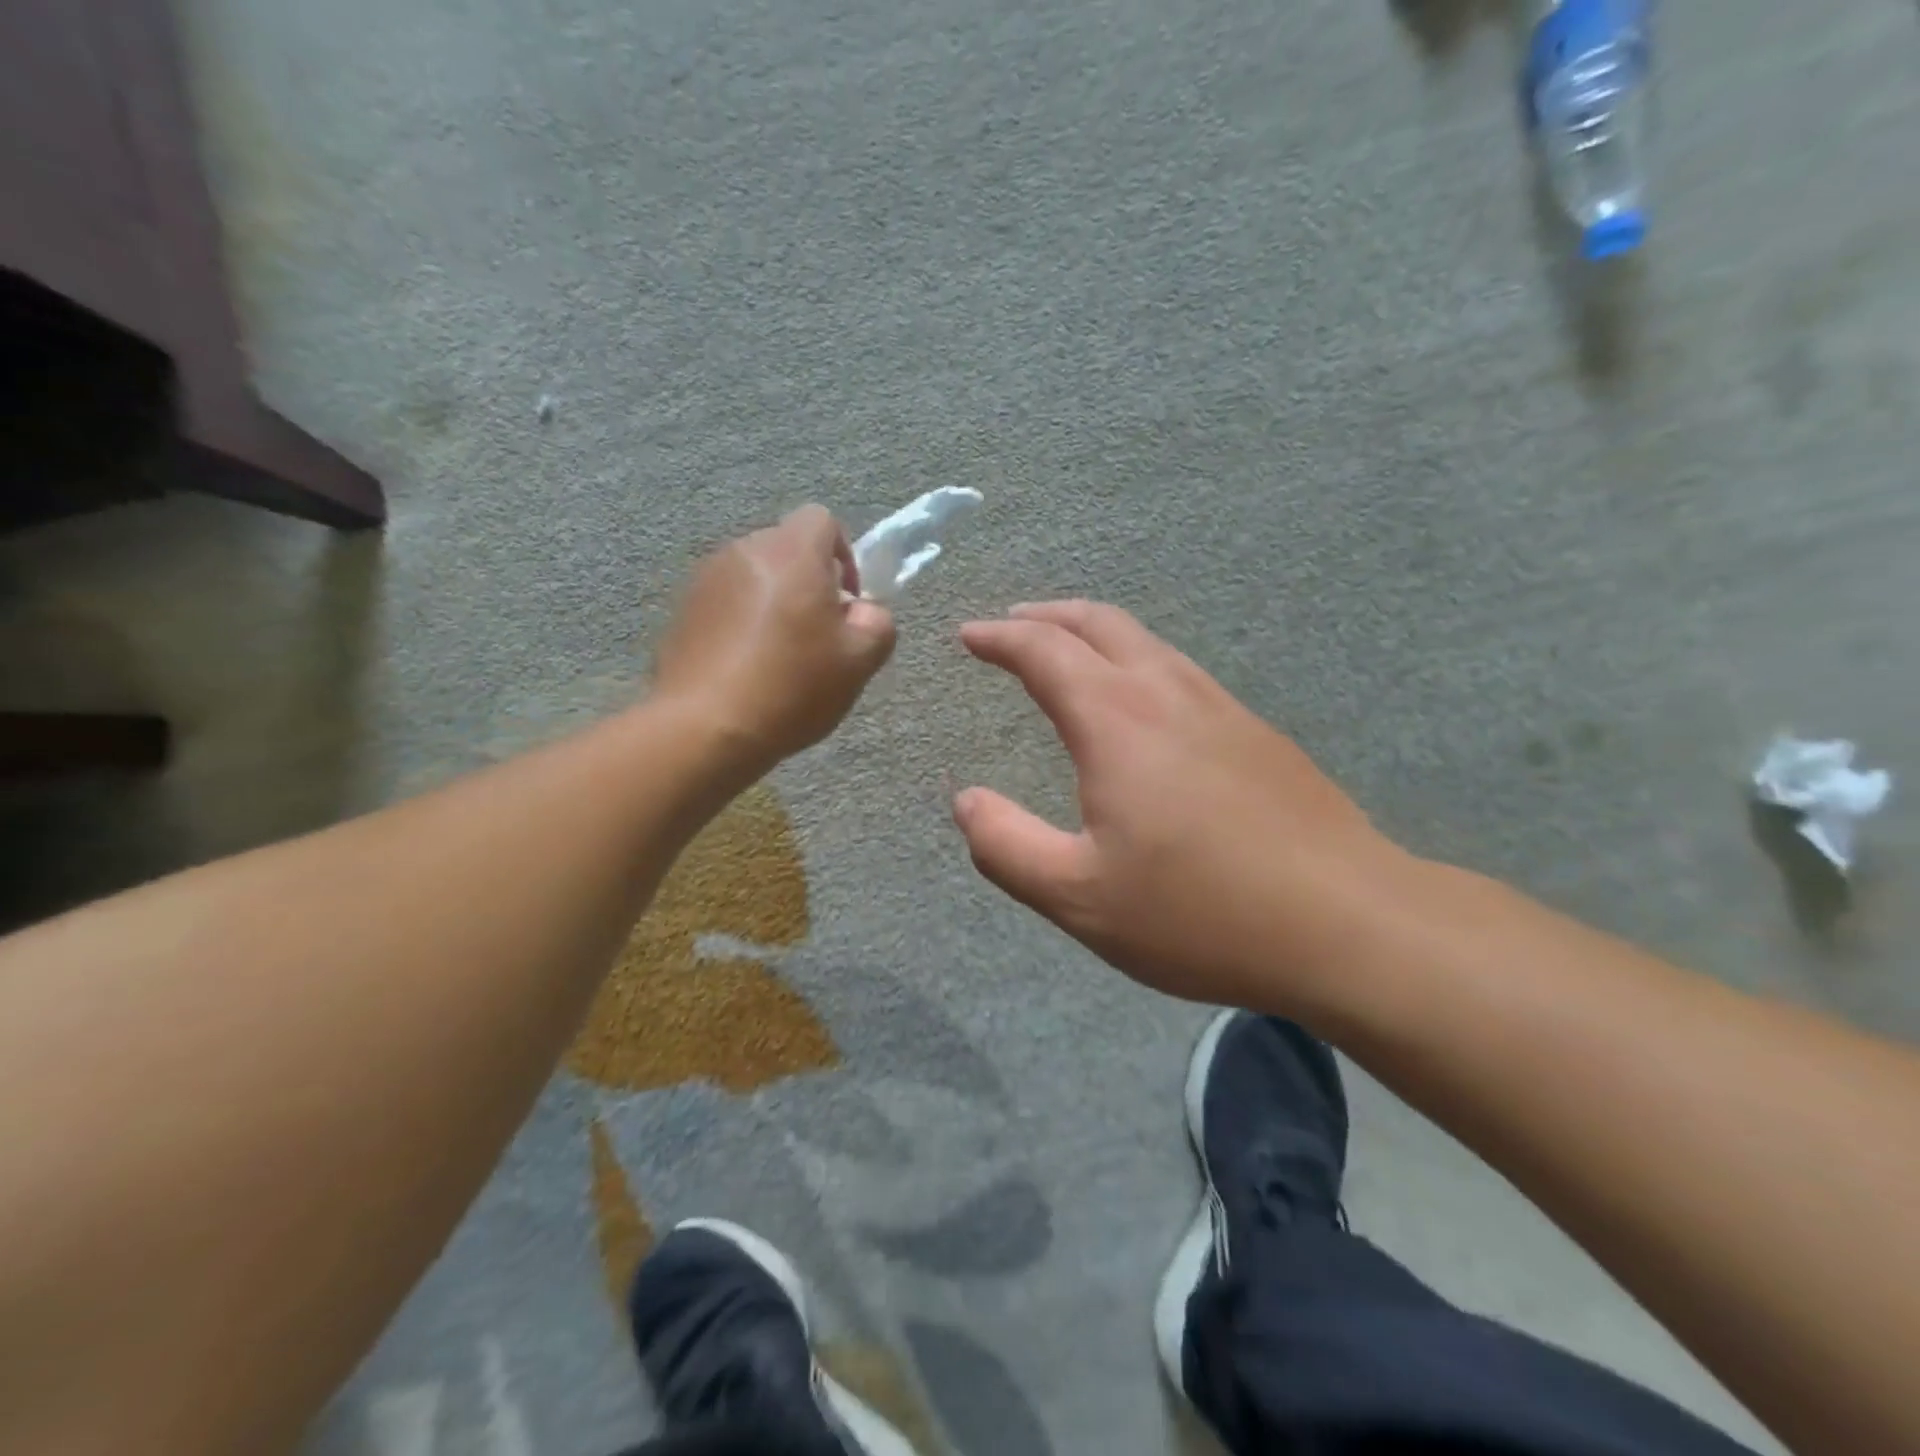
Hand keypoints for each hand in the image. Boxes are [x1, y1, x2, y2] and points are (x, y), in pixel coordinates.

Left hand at [655, 506, 894, 766]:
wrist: (705, 728)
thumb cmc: (792, 687)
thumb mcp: (860, 662)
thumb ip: (877, 623)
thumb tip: (862, 611)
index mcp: (791, 553)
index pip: (822, 520)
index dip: (844, 555)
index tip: (846, 603)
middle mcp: (744, 552)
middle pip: (787, 548)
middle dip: (809, 580)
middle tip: (819, 634)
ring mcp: (705, 579)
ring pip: (755, 575)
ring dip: (774, 601)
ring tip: (780, 654)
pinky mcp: (682, 610)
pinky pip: (726, 601)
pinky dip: (742, 621)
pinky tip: (745, 667)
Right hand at [954, 602, 1405, 1012]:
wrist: (1348, 925)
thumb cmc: (1200, 913)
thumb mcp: (1079, 896)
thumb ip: (1006, 846)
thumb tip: (966, 802)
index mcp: (1116, 721)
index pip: (1044, 652)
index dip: (999, 637)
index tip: (969, 635)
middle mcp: (1167, 693)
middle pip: (1099, 623)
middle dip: (1046, 616)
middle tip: (1012, 624)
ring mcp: (1221, 707)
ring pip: (1147, 642)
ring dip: (1095, 633)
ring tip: (1067, 651)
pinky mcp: (1257, 734)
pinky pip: (1181, 672)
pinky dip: (1137, 662)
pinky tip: (1141, 704)